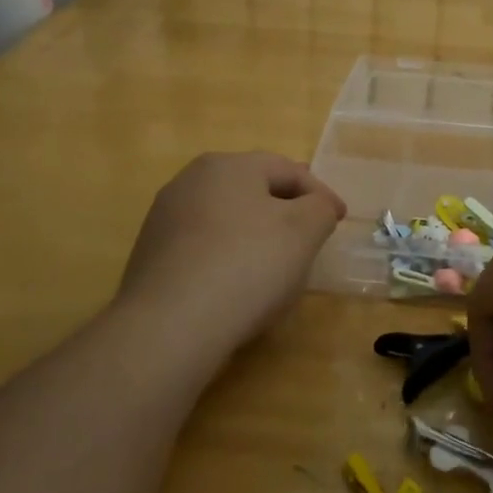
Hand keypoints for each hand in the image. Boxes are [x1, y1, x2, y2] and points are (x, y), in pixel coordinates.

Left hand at [119, 151, 346, 358]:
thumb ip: (319, 208)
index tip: (340, 219)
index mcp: (228, 165)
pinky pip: (203, 248)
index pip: (287, 169)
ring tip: (276, 260)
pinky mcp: (151, 257)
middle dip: (285, 207)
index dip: (320, 193)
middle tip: (310, 230)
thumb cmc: (247, 265)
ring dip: (255, 232)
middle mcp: (190, 181)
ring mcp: (164, 219)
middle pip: (252, 189)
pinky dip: (228, 256)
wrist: (170, 326)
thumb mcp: (304, 230)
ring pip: (226, 218)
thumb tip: (315, 207)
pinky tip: (238, 285)